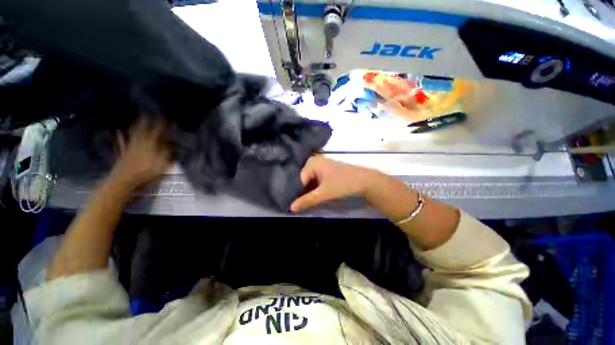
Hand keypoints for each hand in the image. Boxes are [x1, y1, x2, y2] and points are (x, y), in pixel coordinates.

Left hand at [110, 117, 171, 189]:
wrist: (124, 180)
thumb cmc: (146, 173)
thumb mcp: (163, 165)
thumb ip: (168, 154)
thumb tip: (173, 146)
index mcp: (152, 145)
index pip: (160, 132)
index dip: (165, 125)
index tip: (169, 118)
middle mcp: (141, 142)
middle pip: (146, 129)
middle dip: (150, 121)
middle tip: (152, 113)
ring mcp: (131, 146)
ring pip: (134, 133)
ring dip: (137, 125)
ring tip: (139, 118)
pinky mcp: (123, 152)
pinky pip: (122, 141)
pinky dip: (120, 136)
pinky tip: (119, 131)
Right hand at [290, 156, 383, 211]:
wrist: (366, 181)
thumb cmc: (342, 184)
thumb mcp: (323, 194)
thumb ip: (306, 200)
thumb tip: (290, 208)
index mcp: (312, 162)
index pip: (299, 179)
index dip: (298, 192)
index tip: (299, 203)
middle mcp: (316, 160)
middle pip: (304, 178)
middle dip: (303, 190)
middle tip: (303, 203)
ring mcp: (323, 164)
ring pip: (311, 179)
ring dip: (310, 190)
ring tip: (309, 200)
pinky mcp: (329, 170)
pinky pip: (318, 178)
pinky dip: (316, 186)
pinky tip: (318, 194)